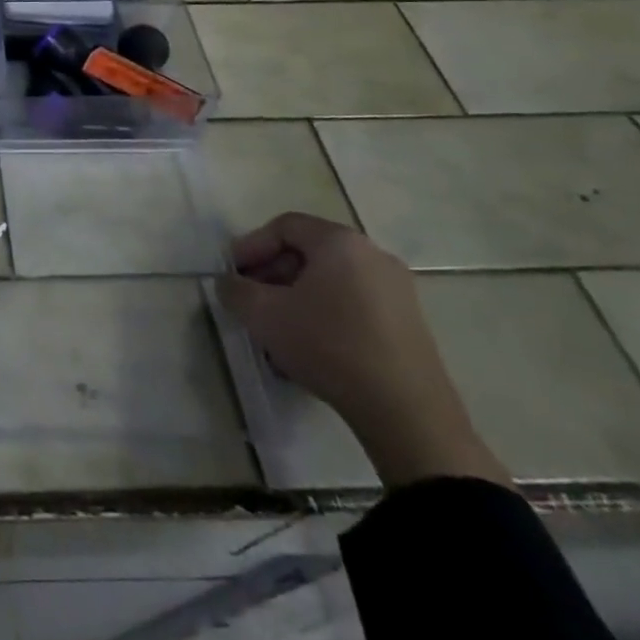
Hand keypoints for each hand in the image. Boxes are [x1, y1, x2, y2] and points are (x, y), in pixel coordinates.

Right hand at [216, 212, 510, 489]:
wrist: (407, 413)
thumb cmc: (329, 346)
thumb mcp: (263, 315)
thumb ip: (234, 290)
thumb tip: (229, 284)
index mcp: (340, 242)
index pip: (284, 226)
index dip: (251, 246)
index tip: (233, 274)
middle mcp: (373, 255)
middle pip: (309, 251)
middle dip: (273, 272)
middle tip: (252, 298)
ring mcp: (398, 290)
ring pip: (331, 279)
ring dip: (297, 295)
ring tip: (277, 325)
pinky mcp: (410, 322)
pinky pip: (354, 302)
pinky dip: (326, 312)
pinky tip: (310, 344)